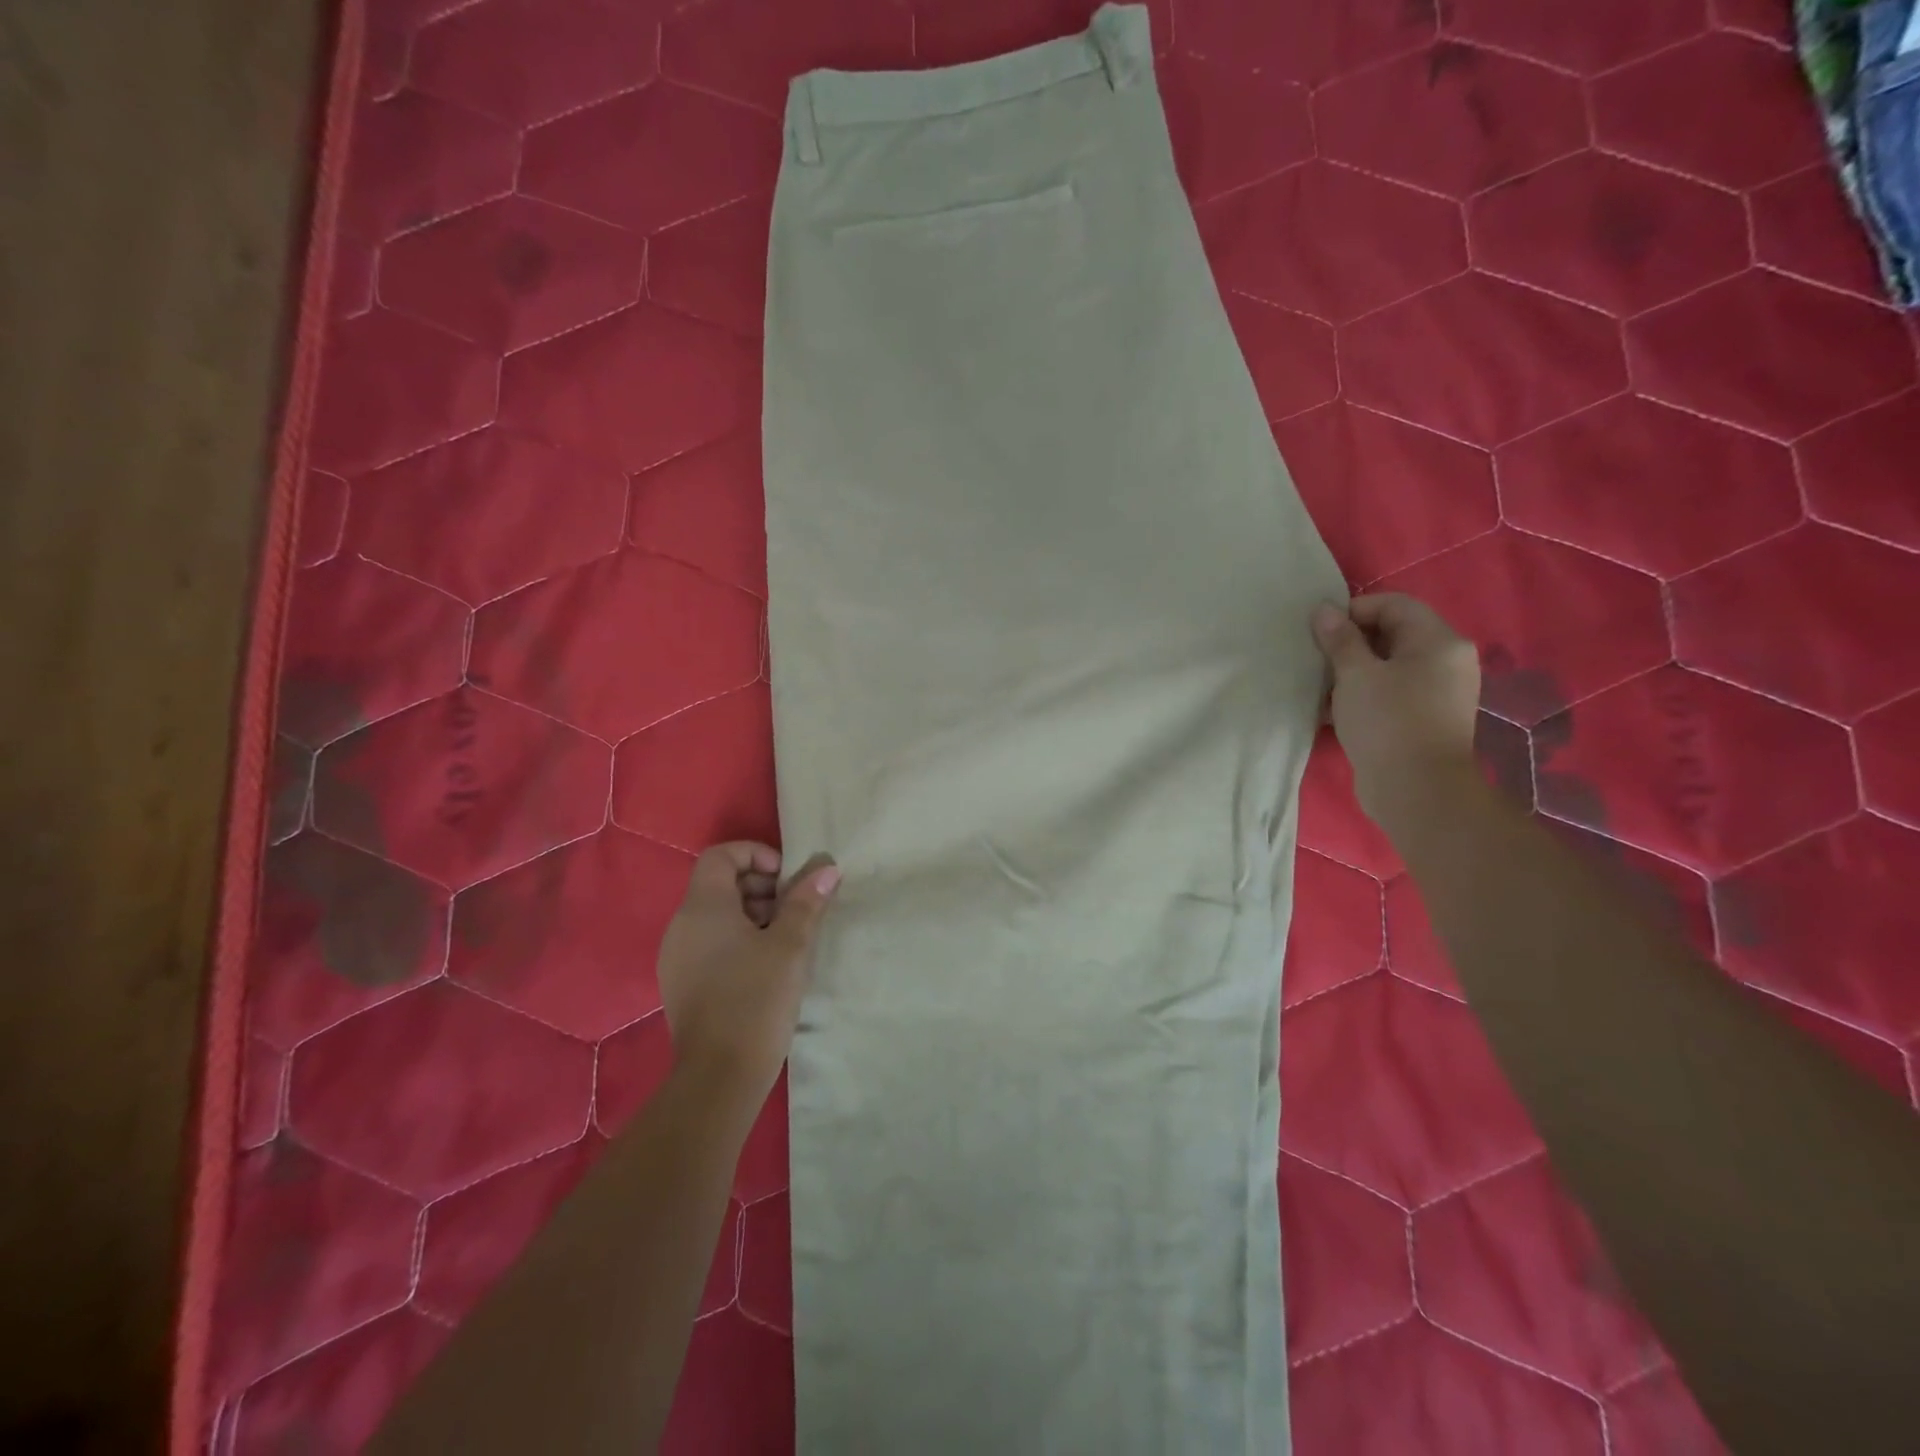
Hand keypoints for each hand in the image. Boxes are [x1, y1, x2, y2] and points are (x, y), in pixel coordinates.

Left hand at [657, 842, 839, 1099]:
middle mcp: (682, 925)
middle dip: (761, 886)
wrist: (720, 1075)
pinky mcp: (682, 983)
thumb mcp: (790, 945)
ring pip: (716, 915)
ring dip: (753, 914)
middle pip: (719, 883)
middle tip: (795, 909)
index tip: (787, 879)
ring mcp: (677, 956)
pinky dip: (738, 939)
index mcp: (703, 907)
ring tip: (787, 938)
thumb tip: (826, 868)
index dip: (756, 854)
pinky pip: (709, 942)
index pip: (721, 855)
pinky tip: (767, 965)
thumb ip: (807, 901)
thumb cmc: (757, 999)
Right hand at [1310, 594, 1479, 824]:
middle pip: (1392, 634)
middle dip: (1350, 643)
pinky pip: (1390, 693)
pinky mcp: (1425, 719)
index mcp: (1438, 641)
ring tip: (1320, 686)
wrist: (1416, 790)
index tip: (1319, 632)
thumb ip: (1339, 640)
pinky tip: (1333, 711)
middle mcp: (1446, 661)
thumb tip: (1324, 610)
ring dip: (1352, 672)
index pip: (1394, 605)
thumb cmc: (1387, 722)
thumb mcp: (1355, 675)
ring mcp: (1438, 692)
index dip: (1353, 611)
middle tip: (1316, 658)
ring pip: (1388, 667)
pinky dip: (1363, 695)